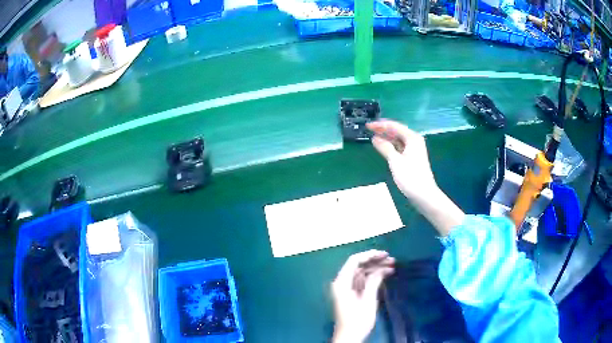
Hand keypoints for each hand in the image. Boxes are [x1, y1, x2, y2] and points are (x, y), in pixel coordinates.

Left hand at [331, 250, 393, 342]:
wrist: (350, 337)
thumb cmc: (358, 320)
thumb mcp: (368, 300)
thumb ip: (373, 282)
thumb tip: (381, 269)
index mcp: (342, 283)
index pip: (354, 261)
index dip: (369, 255)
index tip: (383, 254)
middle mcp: (342, 283)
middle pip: (358, 266)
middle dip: (375, 261)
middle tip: (391, 259)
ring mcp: (346, 288)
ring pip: (361, 272)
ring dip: (375, 268)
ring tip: (392, 265)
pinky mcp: (351, 294)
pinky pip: (362, 280)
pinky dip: (373, 276)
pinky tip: (385, 274)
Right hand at [366, 120, 437, 202]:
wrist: (424, 195)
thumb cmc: (410, 177)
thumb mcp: (395, 161)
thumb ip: (385, 147)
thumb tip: (375, 138)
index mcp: (412, 138)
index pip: (394, 126)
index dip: (380, 125)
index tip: (368, 125)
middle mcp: (414, 141)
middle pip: (397, 131)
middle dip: (383, 129)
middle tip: (369, 129)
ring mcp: (414, 149)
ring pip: (398, 139)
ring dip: (386, 137)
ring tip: (373, 136)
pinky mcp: (412, 158)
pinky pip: (399, 146)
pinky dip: (391, 145)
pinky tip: (383, 147)